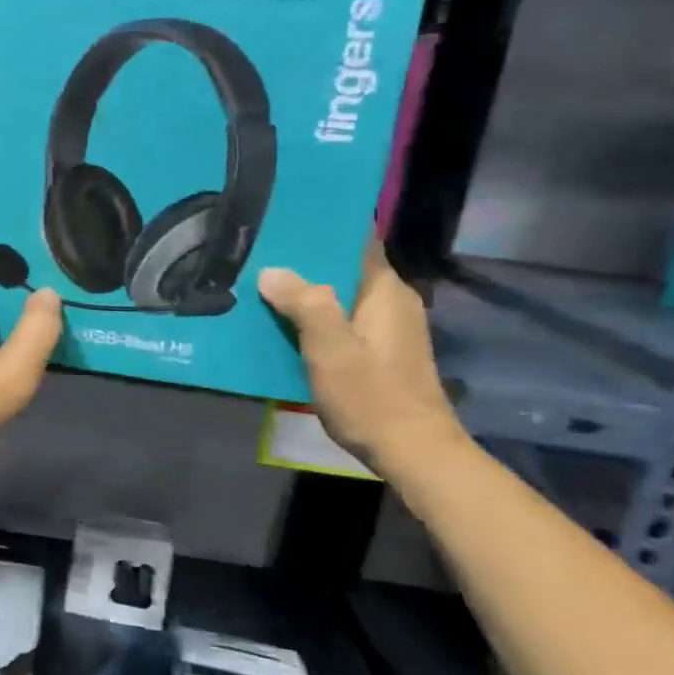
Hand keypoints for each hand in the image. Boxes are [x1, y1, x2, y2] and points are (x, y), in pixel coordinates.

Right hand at [257, 240, 464, 467]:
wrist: (414, 453)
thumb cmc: (372, 396)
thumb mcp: (330, 349)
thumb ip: (303, 304)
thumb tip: (271, 271)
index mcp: (385, 291)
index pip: (357, 241)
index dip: (323, 229)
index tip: (284, 221)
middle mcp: (392, 302)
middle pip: (344, 268)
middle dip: (304, 262)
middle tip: (259, 254)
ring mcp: (388, 328)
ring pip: (340, 295)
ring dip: (306, 292)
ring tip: (262, 285)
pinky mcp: (380, 351)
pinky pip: (341, 319)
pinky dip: (315, 317)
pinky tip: (284, 324)